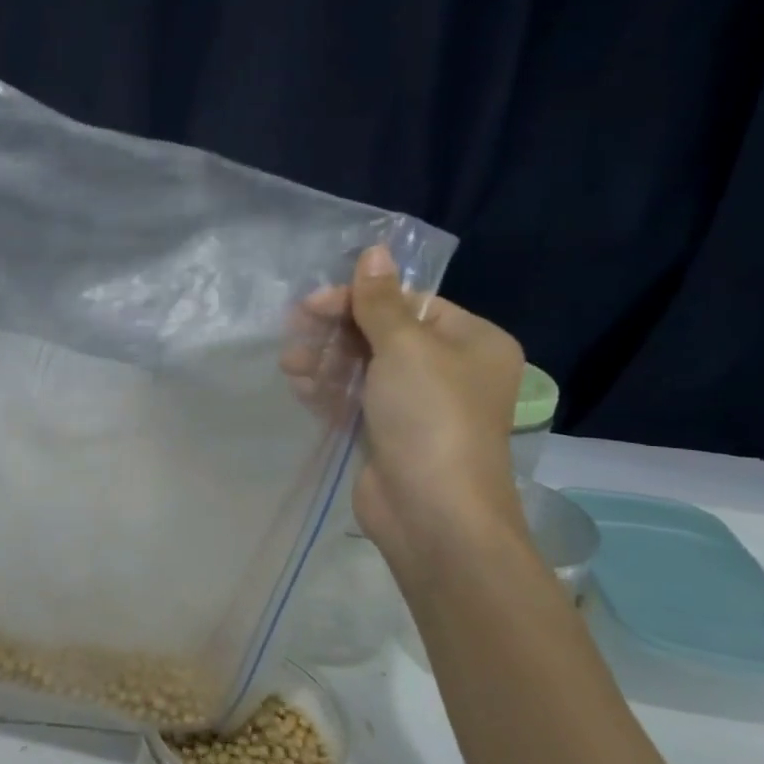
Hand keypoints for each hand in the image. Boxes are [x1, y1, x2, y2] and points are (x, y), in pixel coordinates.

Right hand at [288, 247, 527, 572]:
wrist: (432, 514)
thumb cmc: (430, 417)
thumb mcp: (406, 347)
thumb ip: (381, 300)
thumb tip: (376, 249)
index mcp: (471, 341)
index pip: (409, 302)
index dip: (358, 299)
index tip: (312, 303)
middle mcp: (448, 369)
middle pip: (381, 333)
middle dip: (336, 332)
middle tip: (294, 331)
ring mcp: (416, 405)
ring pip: (363, 367)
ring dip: (325, 361)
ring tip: (292, 365)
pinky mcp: (387, 434)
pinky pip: (354, 398)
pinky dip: (328, 389)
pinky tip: (300, 385)